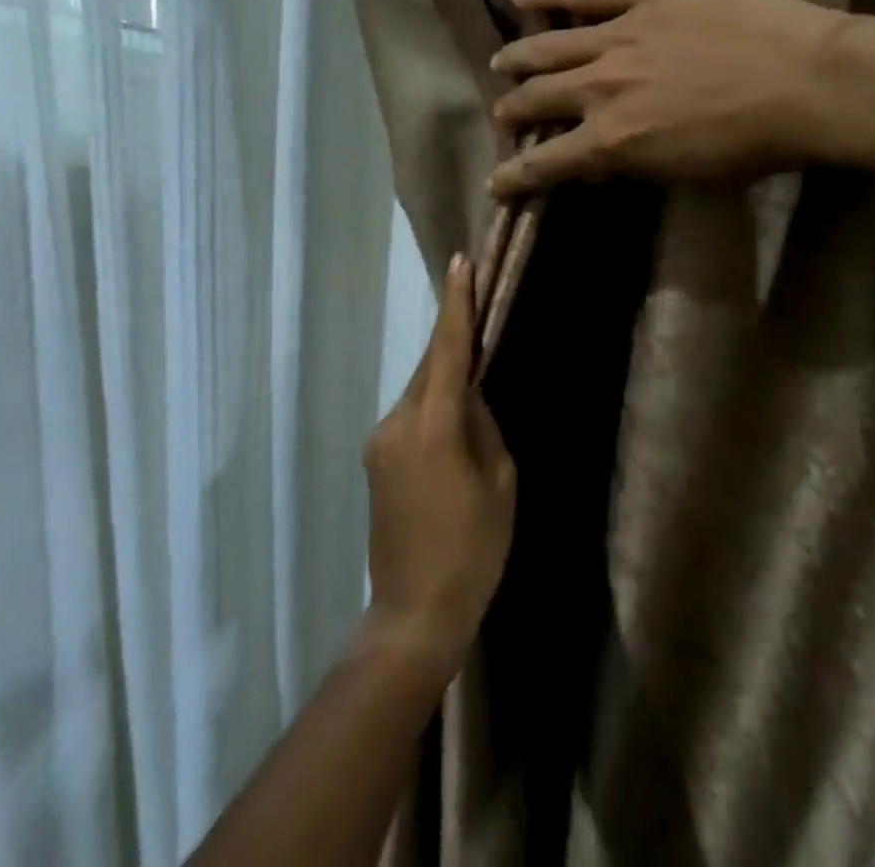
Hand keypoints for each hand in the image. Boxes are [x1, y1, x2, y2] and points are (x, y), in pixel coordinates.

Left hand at [362, 256, 515, 675]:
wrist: (414, 612)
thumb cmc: (473, 550)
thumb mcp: (499, 484)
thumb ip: (484, 426)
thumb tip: (471, 394)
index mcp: (433, 426)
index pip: (449, 350)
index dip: (457, 304)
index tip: (461, 262)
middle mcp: (398, 422)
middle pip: (431, 365)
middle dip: (454, 336)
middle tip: (477, 305)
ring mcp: (381, 440)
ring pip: (420, 389)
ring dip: (444, 374)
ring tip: (474, 368)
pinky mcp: (375, 458)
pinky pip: (410, 414)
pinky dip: (433, 402)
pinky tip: (452, 416)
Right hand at [488, 0, 850, 197]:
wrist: (807, 83)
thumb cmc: (755, 144)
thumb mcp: (686, 174)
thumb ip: (633, 164)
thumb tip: (599, 161)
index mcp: (611, 140)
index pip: (544, 164)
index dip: (511, 177)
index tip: (494, 184)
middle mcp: (599, 88)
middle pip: (535, 100)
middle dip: (511, 113)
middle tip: (506, 117)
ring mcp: (617, 36)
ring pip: (547, 46)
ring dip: (518, 59)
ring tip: (502, 63)